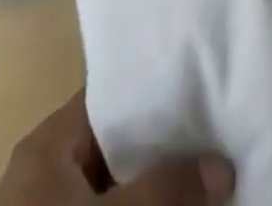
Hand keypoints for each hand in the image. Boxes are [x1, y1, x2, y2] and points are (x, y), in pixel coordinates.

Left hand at [0, 91, 234, 205]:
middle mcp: (47, 173)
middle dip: (164, 145)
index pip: (112, 94)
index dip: (157, 87)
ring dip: (156, 189)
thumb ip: (168, 189)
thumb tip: (224, 166)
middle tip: (215, 133)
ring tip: (208, 174)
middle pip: (118, 143)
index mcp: (48, 144)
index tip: (203, 82)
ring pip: (116, 187)